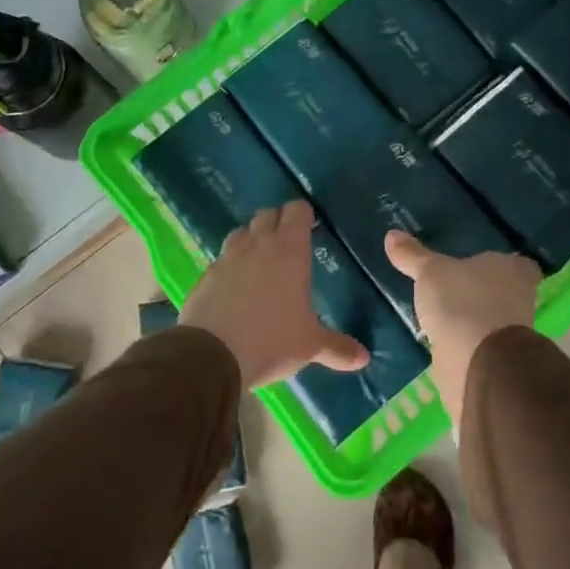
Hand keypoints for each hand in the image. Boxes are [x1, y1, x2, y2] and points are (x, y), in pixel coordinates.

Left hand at [180, 202, 368, 389]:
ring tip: (259, 260)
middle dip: (277, 222)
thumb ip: (338, 348)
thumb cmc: (271, 341)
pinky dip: (229, 265)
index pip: (296, 211)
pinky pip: (220, 259)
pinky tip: (234, 286)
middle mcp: (258, 246)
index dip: (302, 214)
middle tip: (287, 242)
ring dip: (251, 238)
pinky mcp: (205, 276)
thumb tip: (364, 358)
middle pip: (267, 215)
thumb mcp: (310, 346)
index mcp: (289, 252)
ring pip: (240, 232)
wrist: (211, 356)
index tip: (308, 225)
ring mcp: (227, 258)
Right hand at [384, 231, 540, 426]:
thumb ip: (413, 255)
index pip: (516, 262)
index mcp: (515, 270)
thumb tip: (392, 234)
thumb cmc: (462, 302)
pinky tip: (442, 339)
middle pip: (502, 290)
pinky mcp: (497, 360)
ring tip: (440, 313)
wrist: (476, 364)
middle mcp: (521, 298)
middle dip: (480, 291)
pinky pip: (479, 343)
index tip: (475, 266)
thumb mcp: (430, 272)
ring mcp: (511, 333)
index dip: (498, 264)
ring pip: (491, 318)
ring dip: (471, 318)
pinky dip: (464, 342)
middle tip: (451, 287)